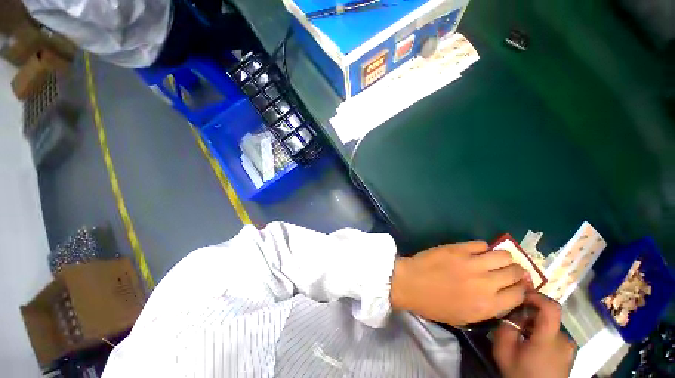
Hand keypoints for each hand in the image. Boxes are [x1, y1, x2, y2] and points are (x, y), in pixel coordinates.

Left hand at [390, 241, 528, 324]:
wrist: (410, 283)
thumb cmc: (434, 305)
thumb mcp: (464, 317)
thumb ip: (488, 308)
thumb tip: (503, 295)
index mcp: (487, 305)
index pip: (519, 295)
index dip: (522, 289)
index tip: (518, 285)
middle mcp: (485, 283)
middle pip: (515, 272)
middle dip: (516, 272)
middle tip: (510, 271)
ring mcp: (471, 263)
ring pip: (504, 255)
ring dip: (504, 258)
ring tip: (495, 260)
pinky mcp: (458, 248)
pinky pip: (481, 244)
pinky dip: (483, 248)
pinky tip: (477, 252)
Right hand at [493, 292, 576, 377]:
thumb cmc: (520, 375)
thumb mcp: (503, 351)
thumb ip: (506, 328)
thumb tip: (512, 313)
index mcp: (549, 339)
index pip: (551, 308)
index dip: (537, 296)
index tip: (521, 295)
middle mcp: (565, 340)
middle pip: (548, 316)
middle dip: (530, 314)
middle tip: (515, 322)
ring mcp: (570, 348)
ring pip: (550, 326)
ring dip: (536, 325)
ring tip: (522, 336)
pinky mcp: (570, 354)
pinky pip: (555, 336)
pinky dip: (543, 334)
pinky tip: (532, 346)